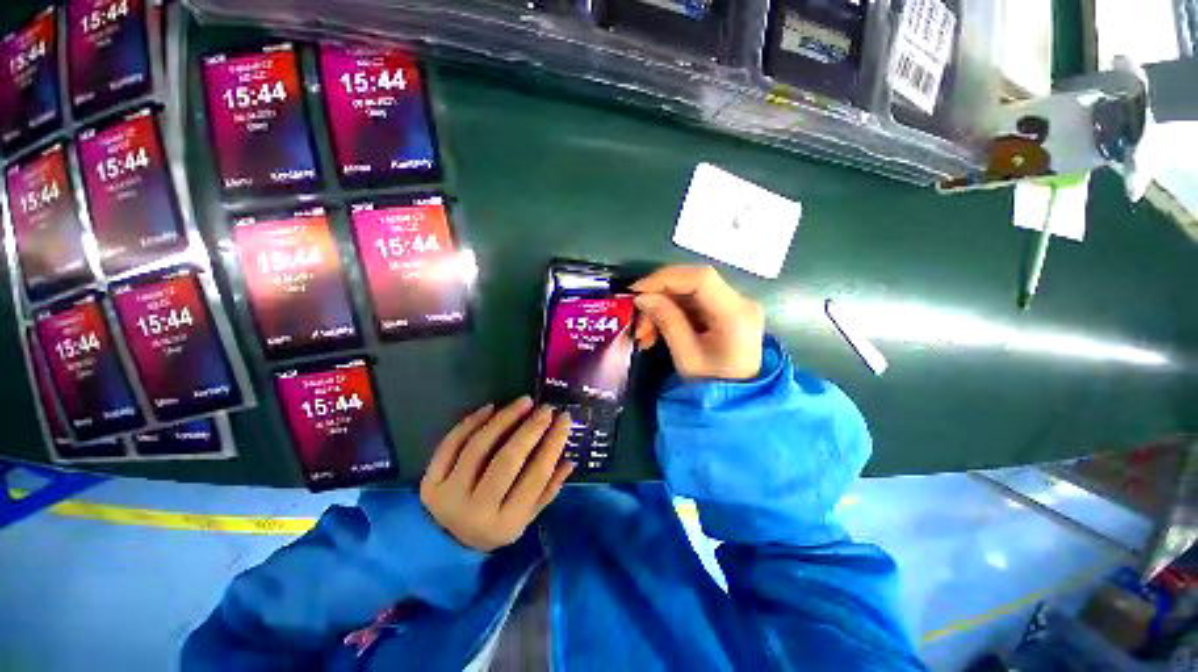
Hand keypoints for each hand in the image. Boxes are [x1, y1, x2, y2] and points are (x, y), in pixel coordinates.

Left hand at [420, 397, 575, 551]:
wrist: (446, 544)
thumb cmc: (496, 525)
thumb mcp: (527, 516)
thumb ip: (549, 488)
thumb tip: (570, 459)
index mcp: (506, 523)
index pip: (536, 475)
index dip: (553, 443)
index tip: (564, 419)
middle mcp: (476, 510)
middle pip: (507, 459)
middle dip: (530, 428)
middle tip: (546, 408)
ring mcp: (448, 495)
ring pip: (479, 446)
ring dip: (504, 418)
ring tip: (523, 402)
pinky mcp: (430, 481)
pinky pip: (451, 443)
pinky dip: (471, 421)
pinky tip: (491, 408)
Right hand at [632, 265, 764, 380]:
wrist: (735, 398)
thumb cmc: (711, 383)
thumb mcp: (686, 357)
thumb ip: (667, 321)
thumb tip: (643, 297)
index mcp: (736, 314)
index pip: (701, 279)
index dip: (666, 278)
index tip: (637, 290)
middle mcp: (741, 301)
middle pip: (693, 281)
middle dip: (659, 295)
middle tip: (638, 317)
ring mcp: (735, 303)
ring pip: (689, 291)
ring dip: (661, 306)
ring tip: (644, 333)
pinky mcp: (725, 309)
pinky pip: (692, 301)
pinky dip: (670, 311)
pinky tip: (656, 331)